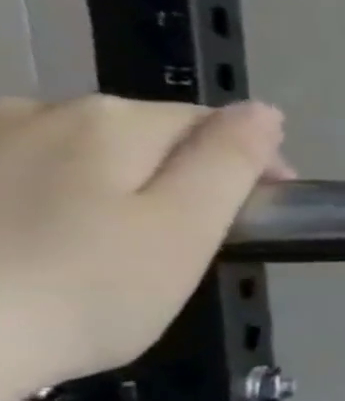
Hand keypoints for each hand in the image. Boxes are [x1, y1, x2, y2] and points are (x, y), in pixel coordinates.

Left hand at [0, 95, 291, 400]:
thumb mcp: (187, 227)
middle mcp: (35, 110)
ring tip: (99, 246)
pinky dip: (35, 199)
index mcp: (116, 122)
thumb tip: (263, 112)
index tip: (261, 215)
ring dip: (97, 183)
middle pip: (136, 134)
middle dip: (170, 173)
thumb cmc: (84, 290)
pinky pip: (14, 175)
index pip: (212, 124)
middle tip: (181, 243)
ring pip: (67, 152)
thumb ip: (230, 162)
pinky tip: (29, 244)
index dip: (250, 163)